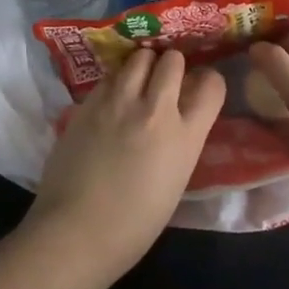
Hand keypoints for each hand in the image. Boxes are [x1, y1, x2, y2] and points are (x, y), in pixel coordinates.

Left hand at [25, 48, 224, 277]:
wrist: (76, 231)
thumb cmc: (133, 225)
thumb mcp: (175, 181)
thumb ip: (181, 141)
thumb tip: (177, 120)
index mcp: (185, 137)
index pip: (212, 85)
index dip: (208, 82)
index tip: (200, 88)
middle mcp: (155, 109)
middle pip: (173, 60)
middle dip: (172, 66)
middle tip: (165, 81)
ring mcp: (119, 101)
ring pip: (140, 57)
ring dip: (144, 65)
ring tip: (139, 81)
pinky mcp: (89, 101)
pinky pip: (110, 74)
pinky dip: (116, 80)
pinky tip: (112, 98)